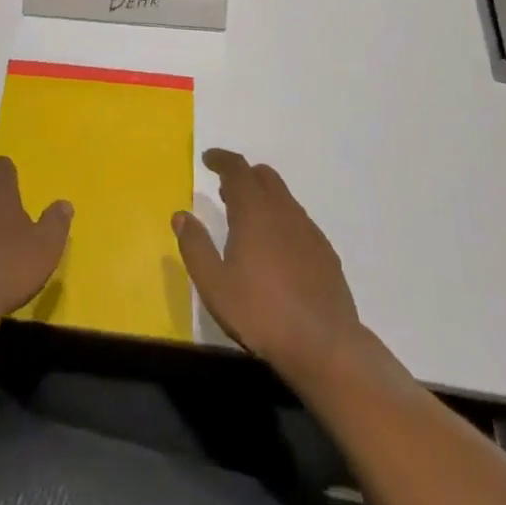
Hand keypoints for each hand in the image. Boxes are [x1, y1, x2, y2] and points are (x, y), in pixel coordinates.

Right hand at [174, 148, 364, 378]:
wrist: (325, 345)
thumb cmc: (261, 313)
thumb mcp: (214, 284)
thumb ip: (195, 246)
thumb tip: (181, 215)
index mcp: (254, 211)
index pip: (237, 169)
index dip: (221, 159)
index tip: (208, 158)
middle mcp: (283, 210)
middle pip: (263, 176)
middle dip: (243, 176)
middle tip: (224, 192)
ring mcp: (308, 230)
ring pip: (283, 197)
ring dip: (263, 197)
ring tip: (248, 222)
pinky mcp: (325, 251)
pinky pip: (298, 220)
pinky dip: (281, 219)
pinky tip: (276, 249)